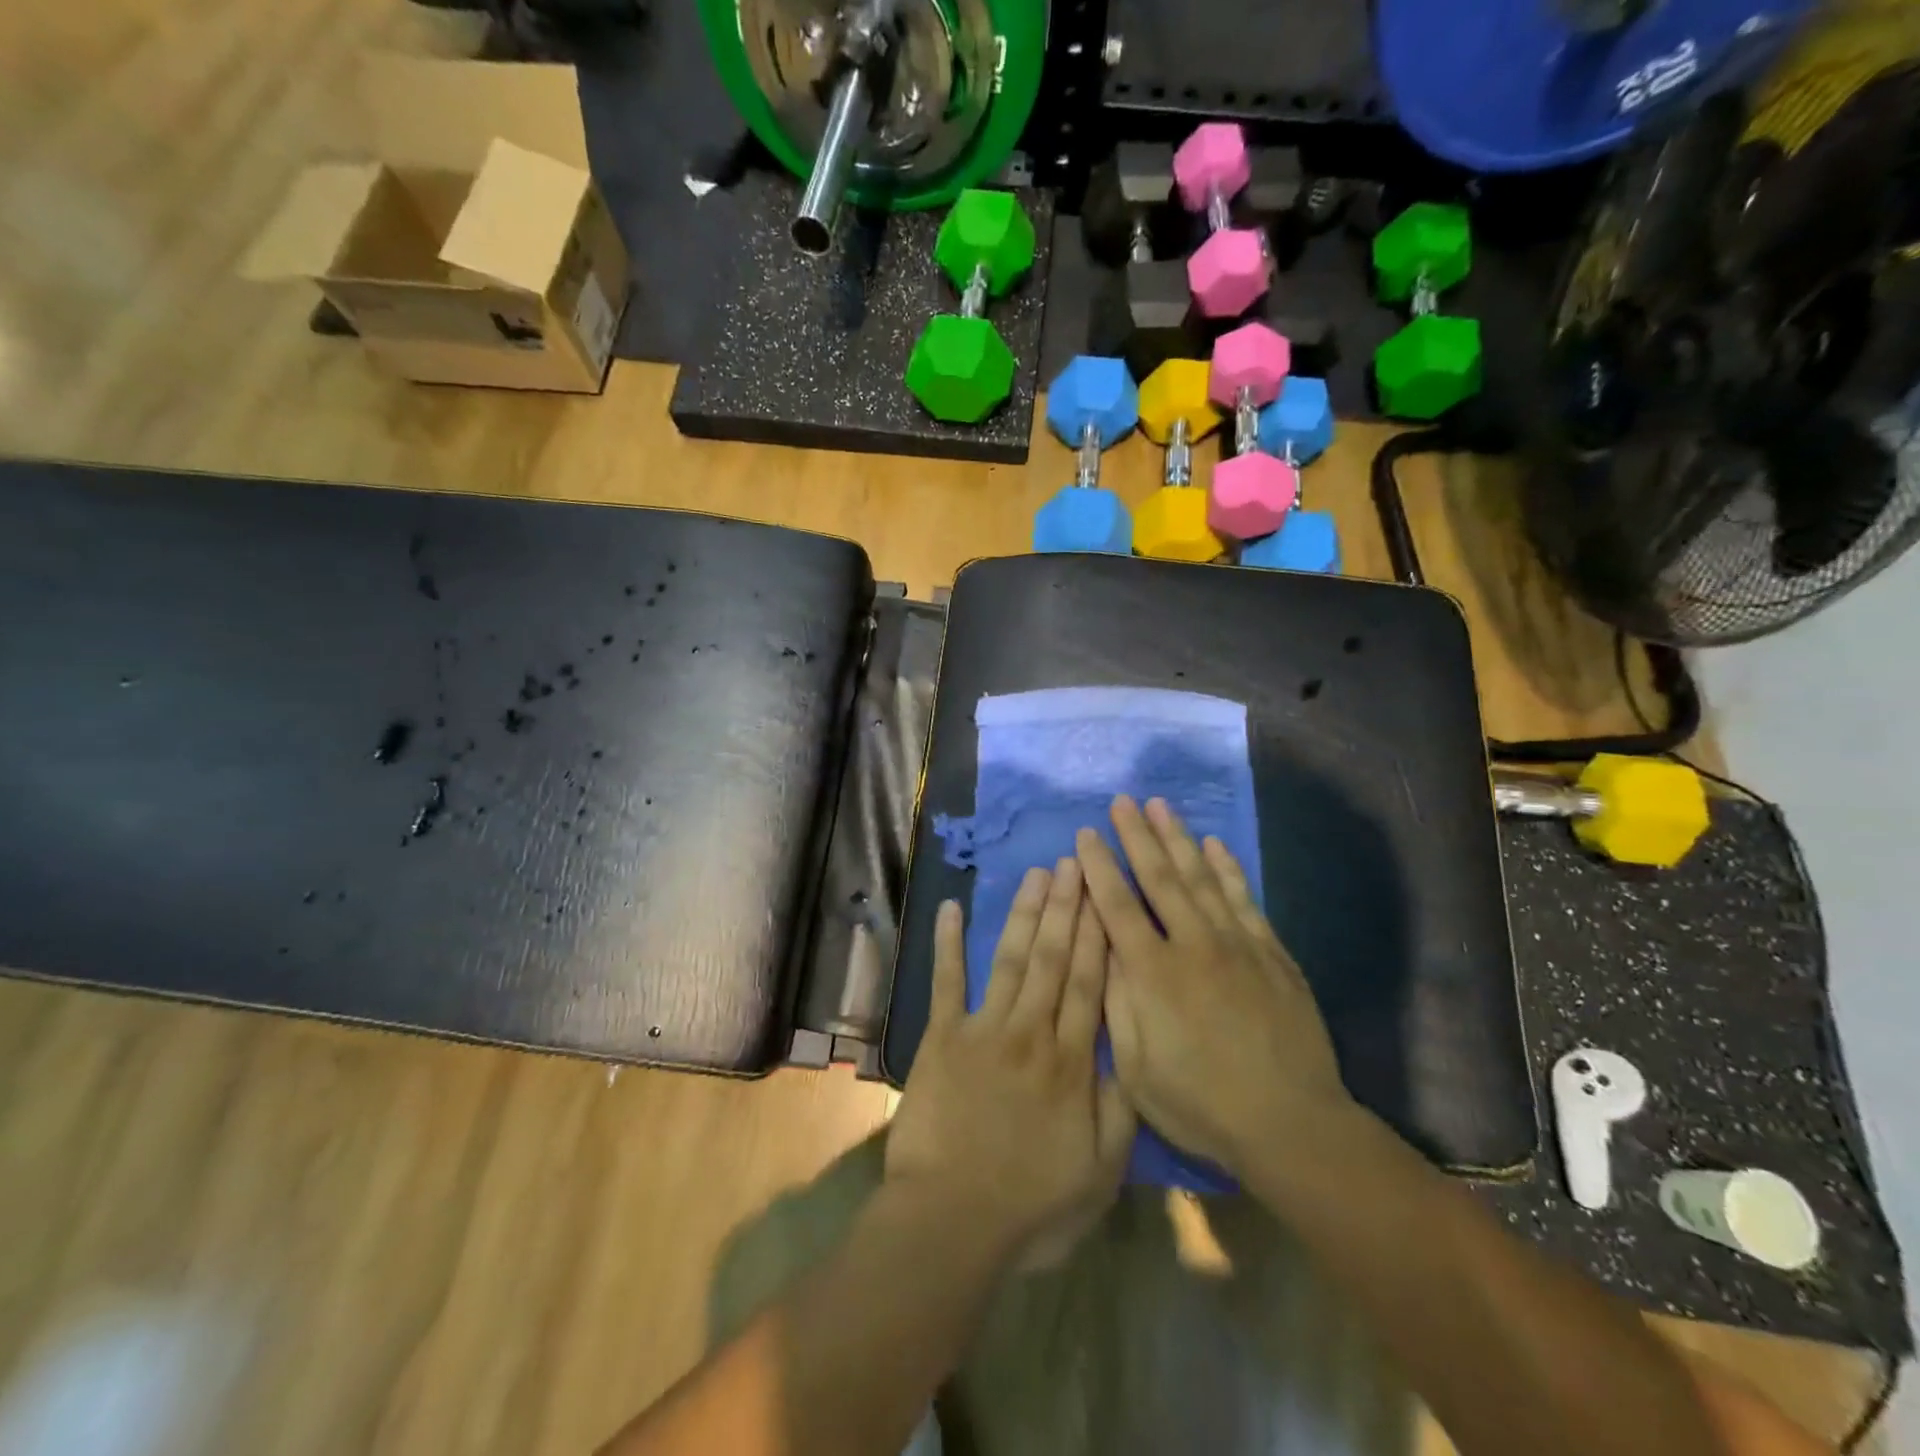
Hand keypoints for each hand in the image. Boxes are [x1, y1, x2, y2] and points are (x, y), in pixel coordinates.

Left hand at [886, 861, 1134, 1266]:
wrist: (951, 1224)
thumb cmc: (1032, 1207)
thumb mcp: (1099, 1173)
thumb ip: (1119, 1109)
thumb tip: (1132, 1052)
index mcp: (1071, 1062)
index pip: (1090, 983)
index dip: (1098, 934)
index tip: (1106, 892)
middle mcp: (1031, 1032)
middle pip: (1053, 959)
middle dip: (1066, 907)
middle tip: (1074, 862)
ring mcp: (983, 1030)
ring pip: (1011, 960)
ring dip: (1024, 913)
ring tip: (1036, 874)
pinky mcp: (942, 1039)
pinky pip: (946, 982)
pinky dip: (948, 944)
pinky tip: (951, 907)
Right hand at [1076, 796, 1352, 1177]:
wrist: (1291, 1124)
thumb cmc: (1202, 1104)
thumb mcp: (1137, 1069)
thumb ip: (1117, 1002)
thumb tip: (1103, 947)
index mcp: (1154, 975)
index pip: (1118, 906)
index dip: (1099, 867)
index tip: (1086, 834)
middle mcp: (1194, 946)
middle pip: (1160, 879)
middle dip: (1137, 836)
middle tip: (1123, 800)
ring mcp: (1237, 945)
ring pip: (1202, 879)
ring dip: (1179, 839)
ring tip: (1161, 806)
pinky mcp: (1271, 954)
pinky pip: (1244, 899)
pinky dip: (1228, 869)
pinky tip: (1215, 845)